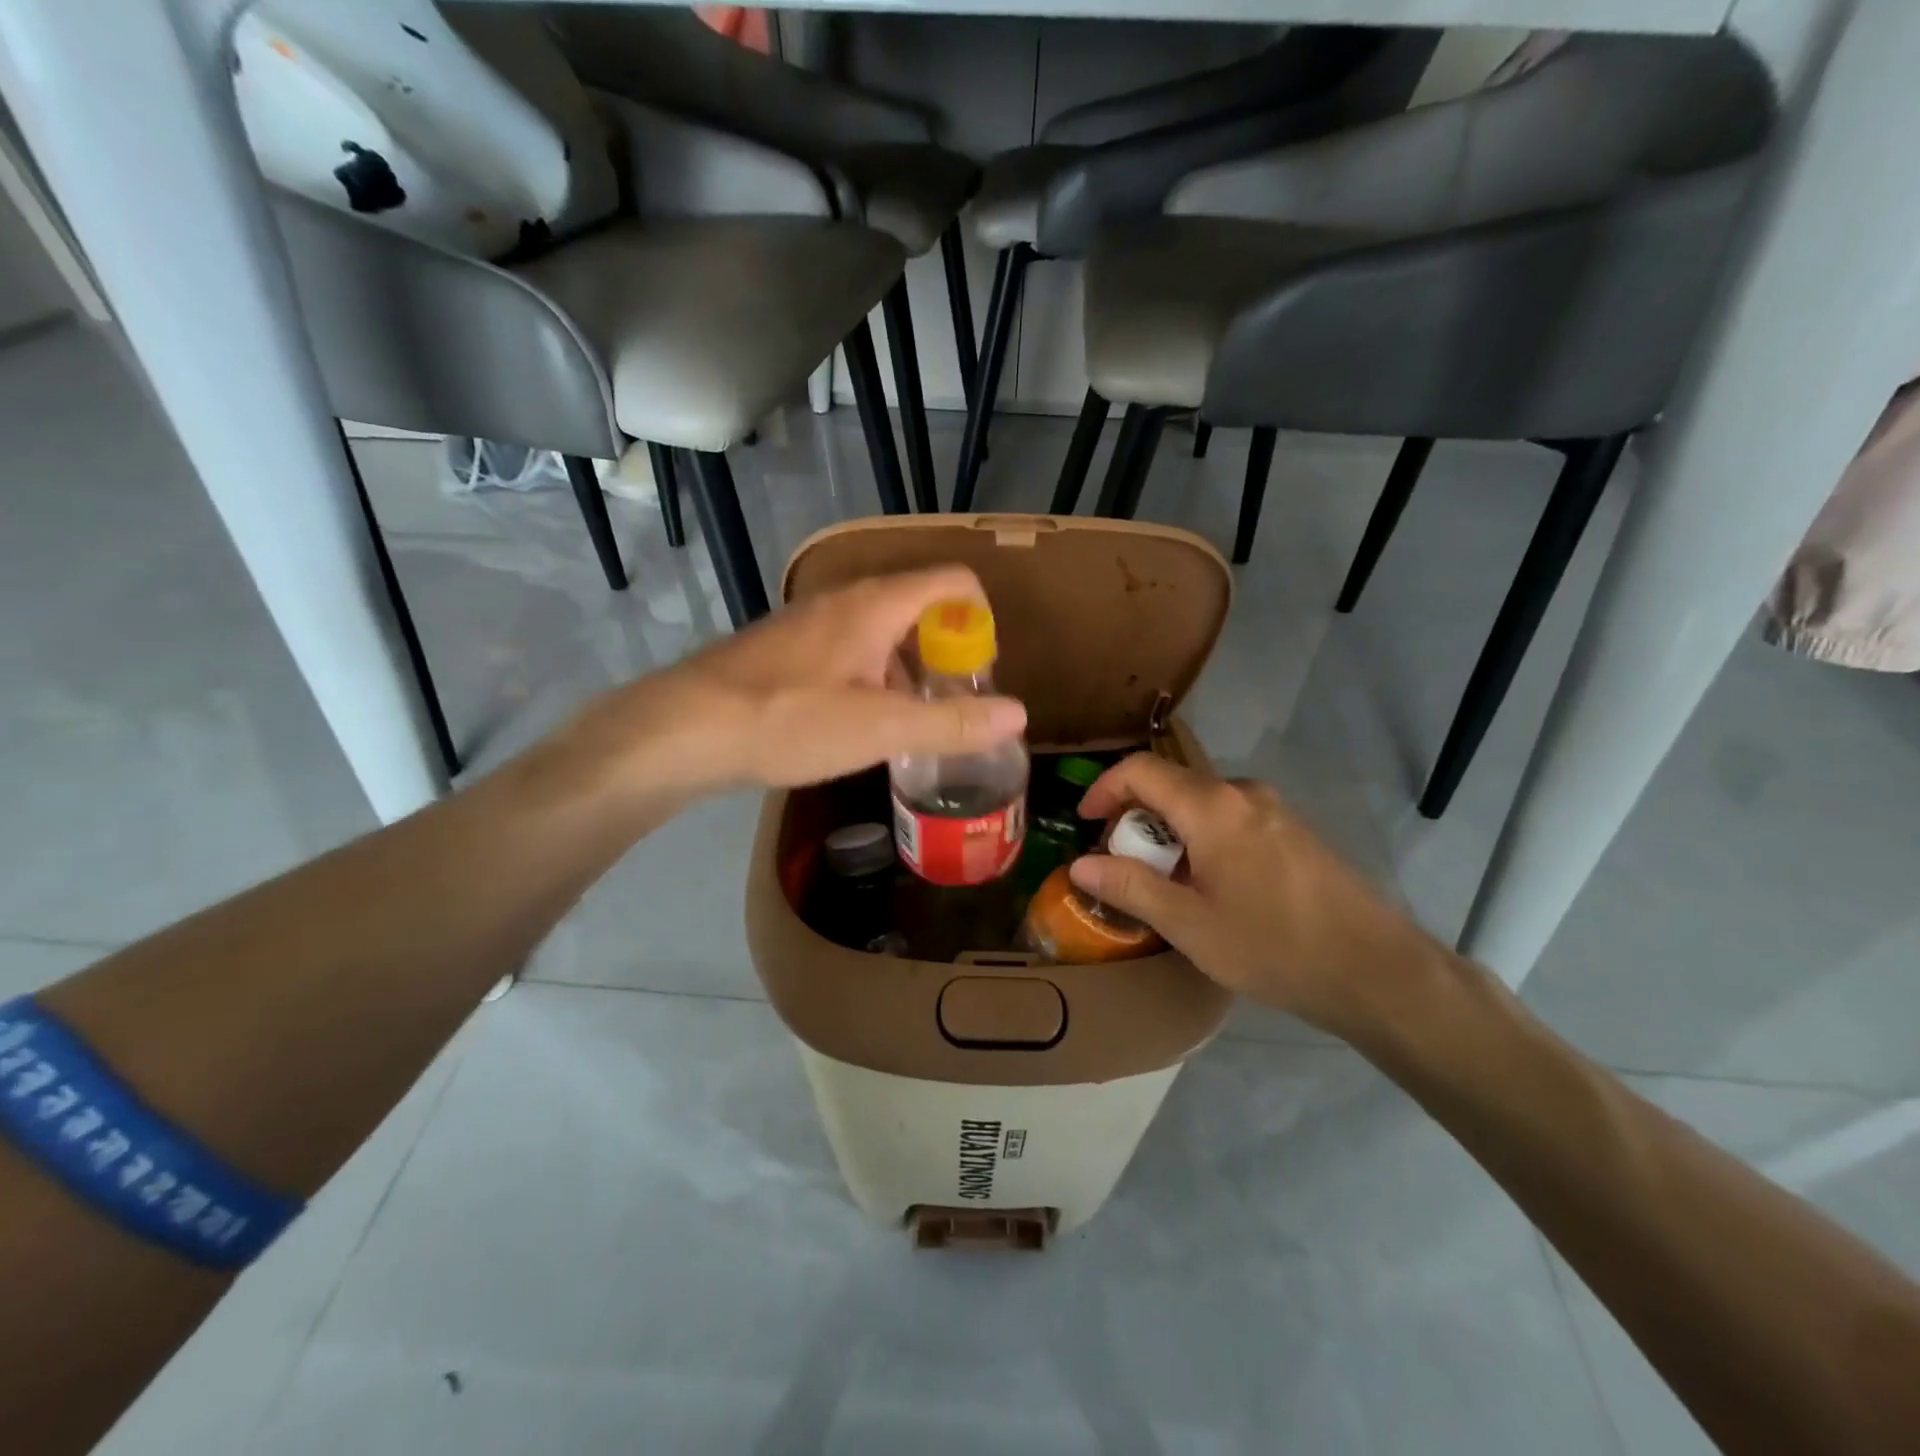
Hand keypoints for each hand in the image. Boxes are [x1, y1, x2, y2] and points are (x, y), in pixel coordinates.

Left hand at [569, 567, 1026, 795]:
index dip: (980, 618)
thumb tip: (1019, 714)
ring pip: (879, 632)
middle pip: (918, 608)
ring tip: (906, 725)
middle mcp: (843, 601)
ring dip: (906, 671)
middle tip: (949, 707)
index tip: (980, 671)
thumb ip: (952, 723)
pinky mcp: (783, 649)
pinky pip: (845, 650)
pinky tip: (855, 725)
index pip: (952, 581)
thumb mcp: (881, 729)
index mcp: (875, 605)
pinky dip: (869, 678)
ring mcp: (808, 623)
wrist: (684, 729)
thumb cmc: (789, 720)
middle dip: (945, 654)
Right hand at [1069, 754, 1448, 1037]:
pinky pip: (1232, 819)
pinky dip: (1203, 839)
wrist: (1377, 970)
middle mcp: (1243, 793)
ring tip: (1165, 883)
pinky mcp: (1295, 831)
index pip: (1140, 770)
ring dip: (1171, 832)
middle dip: (1136, 818)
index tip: (1086, 822)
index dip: (1104, 788)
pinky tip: (1212, 887)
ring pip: (1202, 804)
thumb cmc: (1273, 946)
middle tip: (1123, 865)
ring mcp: (1275, 809)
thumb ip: (1130, 887)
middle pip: (1171, 785)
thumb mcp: (1189, 925)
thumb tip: (1080, 864)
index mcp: (1212, 806)